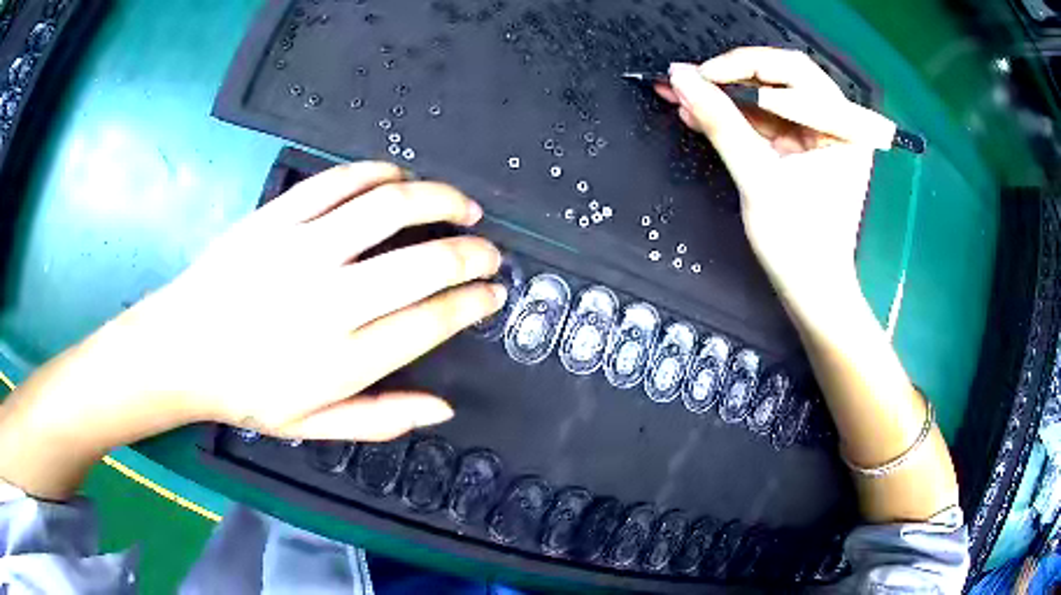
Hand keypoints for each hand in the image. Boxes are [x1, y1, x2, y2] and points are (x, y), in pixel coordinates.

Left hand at [11, 162, 505, 446]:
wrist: (181, 348)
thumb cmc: (246, 392)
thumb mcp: (313, 426)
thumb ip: (382, 419)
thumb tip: (444, 408)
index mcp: (344, 359)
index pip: (432, 320)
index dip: (473, 301)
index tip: (492, 292)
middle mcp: (331, 300)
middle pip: (426, 263)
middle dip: (472, 253)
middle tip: (489, 250)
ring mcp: (302, 249)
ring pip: (390, 206)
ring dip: (439, 199)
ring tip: (460, 204)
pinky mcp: (277, 216)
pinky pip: (340, 181)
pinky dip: (380, 173)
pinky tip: (399, 177)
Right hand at [656, 47, 874, 303]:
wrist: (811, 293)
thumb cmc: (798, 244)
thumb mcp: (758, 179)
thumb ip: (721, 122)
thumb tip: (680, 76)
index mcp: (842, 127)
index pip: (793, 71)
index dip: (744, 65)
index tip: (701, 75)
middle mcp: (835, 124)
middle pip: (779, 80)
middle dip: (731, 79)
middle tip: (687, 80)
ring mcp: (817, 137)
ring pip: (766, 99)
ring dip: (725, 97)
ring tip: (681, 94)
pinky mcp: (801, 151)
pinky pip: (764, 122)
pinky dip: (733, 118)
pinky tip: (700, 114)